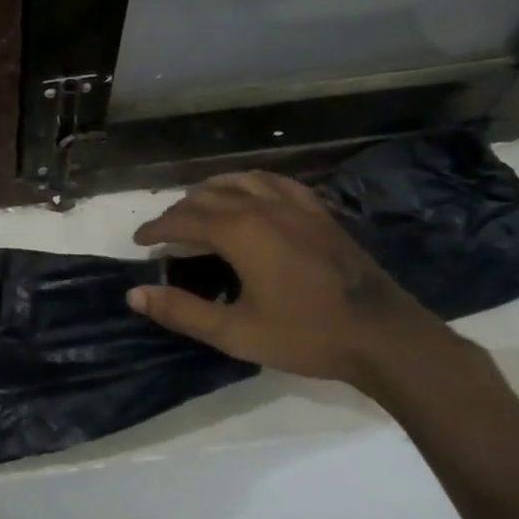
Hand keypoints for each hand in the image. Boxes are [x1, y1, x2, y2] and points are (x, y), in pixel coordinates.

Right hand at [127, 171, 468, 392]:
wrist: (384, 337)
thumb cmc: (305, 335)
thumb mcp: (235, 332)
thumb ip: (182, 311)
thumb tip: (134, 295)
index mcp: (239, 231)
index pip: (183, 219)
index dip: (156, 229)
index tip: (139, 242)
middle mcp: (263, 207)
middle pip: (208, 196)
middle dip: (180, 212)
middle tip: (166, 235)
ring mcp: (295, 206)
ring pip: (240, 181)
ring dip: (212, 191)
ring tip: (199, 207)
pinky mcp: (319, 213)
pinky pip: (276, 183)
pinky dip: (252, 184)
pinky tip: (252, 194)